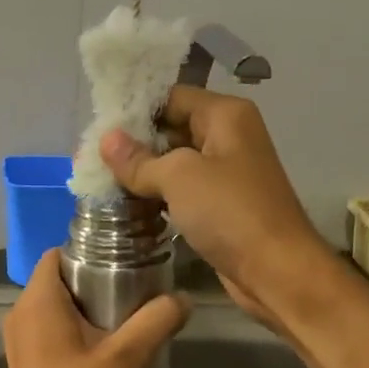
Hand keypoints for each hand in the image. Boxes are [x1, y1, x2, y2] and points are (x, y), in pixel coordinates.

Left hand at [2, 251, 190, 367]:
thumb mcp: (129, 356)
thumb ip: (157, 319)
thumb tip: (183, 298)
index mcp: (37, 303)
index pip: (57, 253)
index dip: (89, 249)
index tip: (123, 258)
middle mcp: (19, 314)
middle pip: (57, 278)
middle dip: (93, 277)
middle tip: (134, 286)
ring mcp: (18, 340)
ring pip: (54, 304)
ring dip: (86, 304)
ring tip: (125, 313)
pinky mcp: (25, 361)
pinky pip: (50, 326)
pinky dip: (74, 325)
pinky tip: (105, 343)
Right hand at [99, 86, 338, 330]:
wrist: (276, 271)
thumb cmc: (230, 213)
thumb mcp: (180, 177)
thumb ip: (140, 159)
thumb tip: (106, 140)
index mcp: (226, 115)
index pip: (171, 97)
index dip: (135, 109)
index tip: (98, 126)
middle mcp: (228, 138)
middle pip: (172, 128)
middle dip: (134, 143)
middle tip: (92, 156)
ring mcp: (226, 174)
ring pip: (175, 163)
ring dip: (143, 173)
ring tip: (100, 180)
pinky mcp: (221, 207)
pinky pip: (183, 192)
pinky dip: (158, 196)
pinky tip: (128, 205)